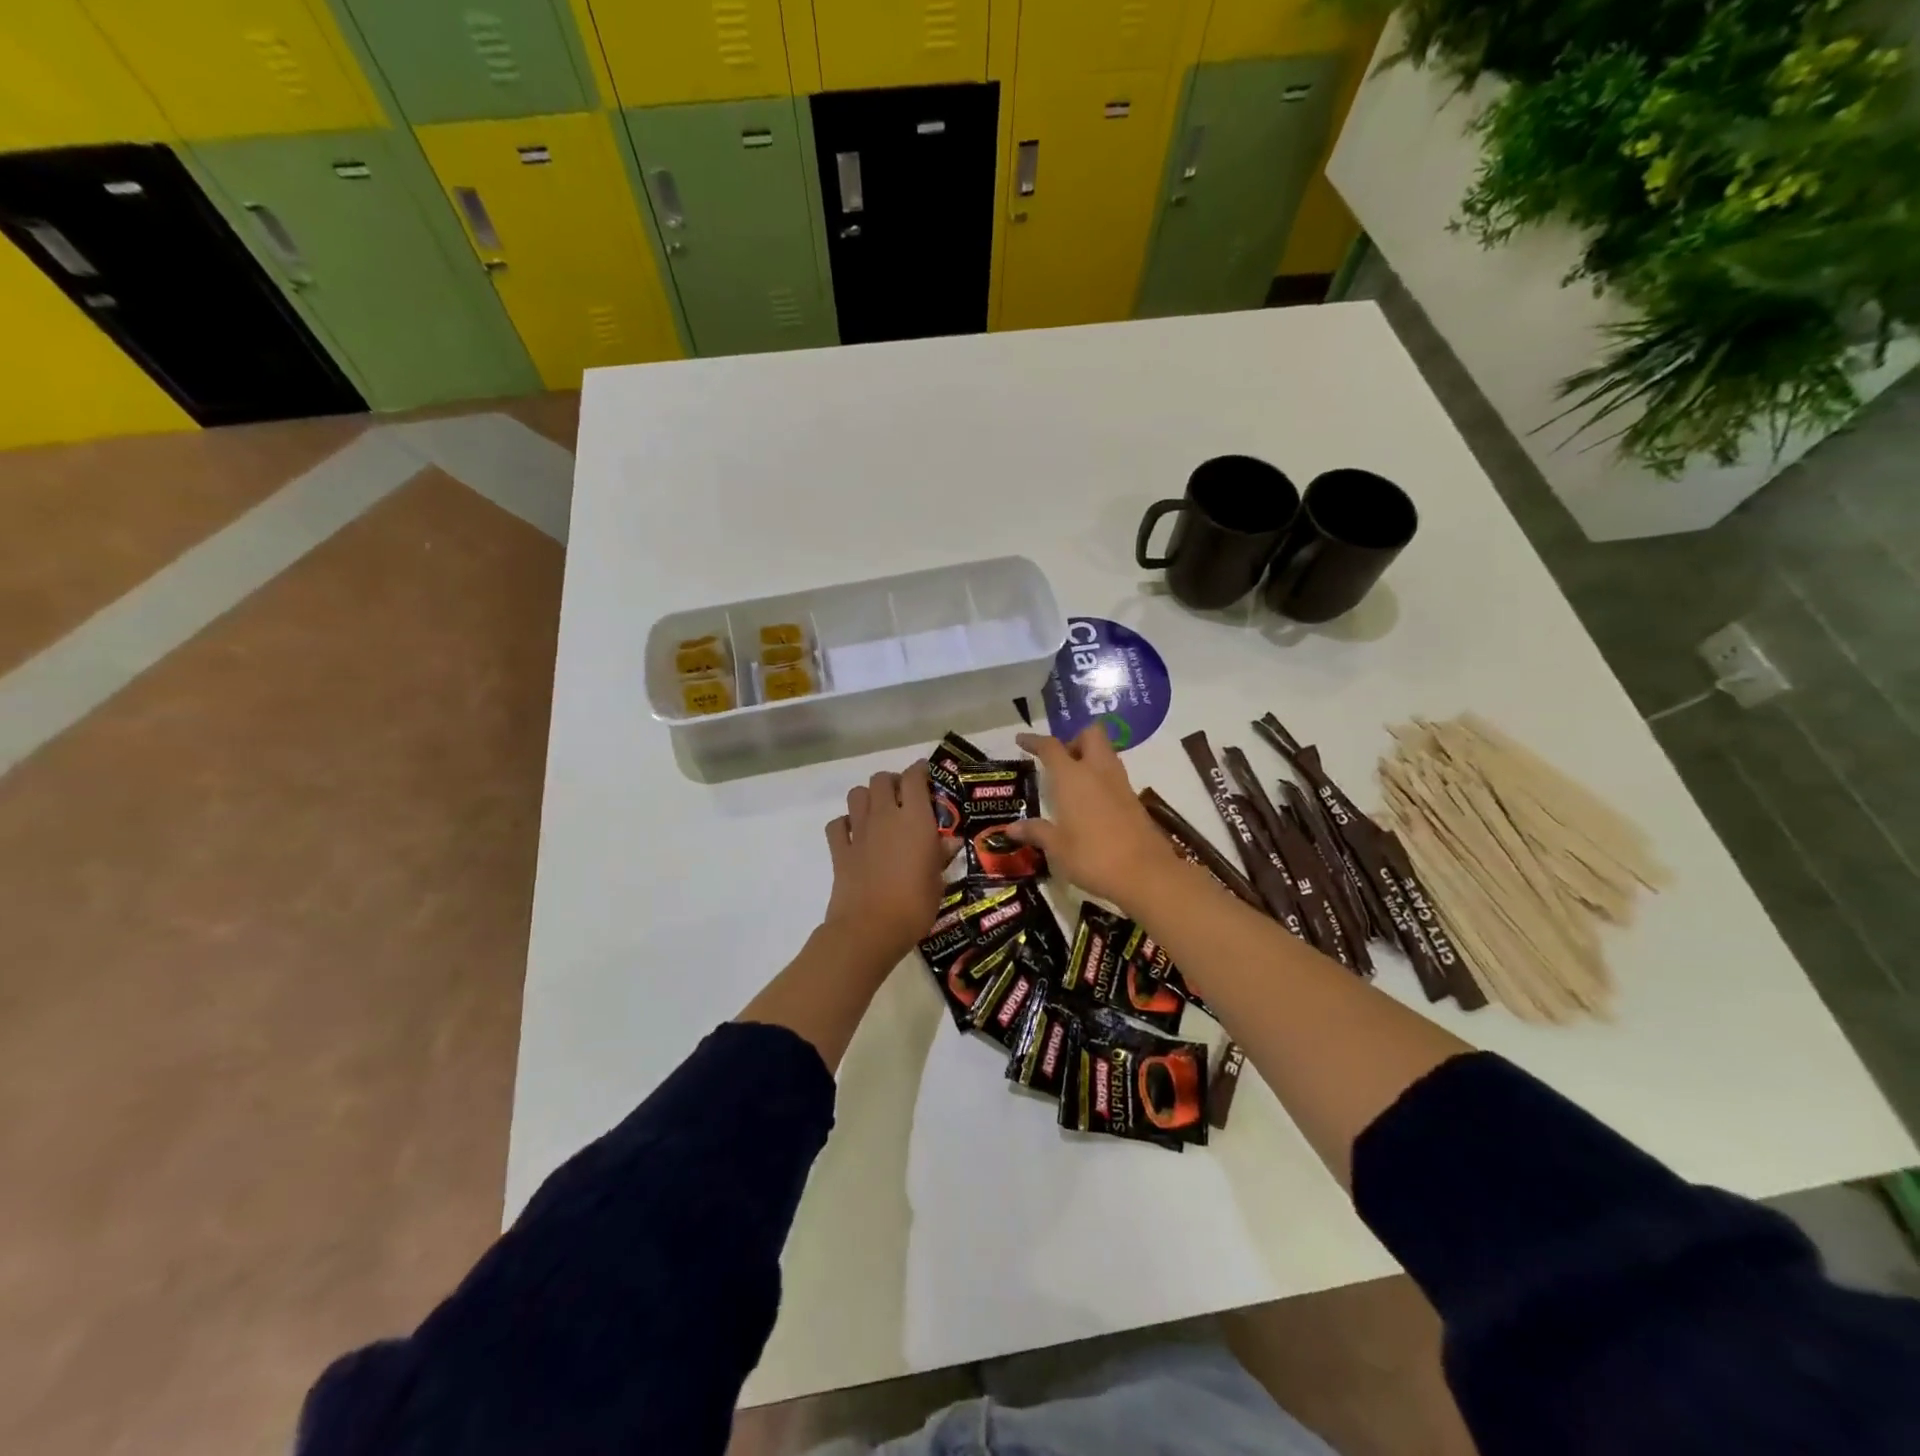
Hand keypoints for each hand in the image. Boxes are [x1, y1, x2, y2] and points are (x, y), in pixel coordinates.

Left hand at [822, 762, 952, 965]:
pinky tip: (854, 834)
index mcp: (915, 819)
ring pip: (857, 794)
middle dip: (892, 781)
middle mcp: (885, 816)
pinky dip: (844, 823)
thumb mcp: (938, 882)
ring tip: (879, 812)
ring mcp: (859, 831)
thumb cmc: (914, 906)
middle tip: (903, 797)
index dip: (919, 771)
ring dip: (868, 797)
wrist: (869, 929)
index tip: (926, 774)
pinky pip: (837, 824)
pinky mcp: (839, 850)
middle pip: (882, 779)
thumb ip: (941, 856)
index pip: (914, 778)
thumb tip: (949, 841)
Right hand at [1004, 728, 1175, 906]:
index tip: (1021, 740)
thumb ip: (1036, 832)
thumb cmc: (1092, 857)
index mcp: (1072, 777)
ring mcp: (1120, 783)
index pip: (1051, 747)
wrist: (1145, 873)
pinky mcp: (1134, 799)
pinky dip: (1100, 778)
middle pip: (1090, 735)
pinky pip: (1114, 775)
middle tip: (1058, 763)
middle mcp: (1097, 771)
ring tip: (1072, 783)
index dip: (1034, 741)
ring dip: (1089, 758)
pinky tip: (1090, 802)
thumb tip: (1011, 828)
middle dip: (1073, 741)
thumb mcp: (1057, 847)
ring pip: (1105, 753)